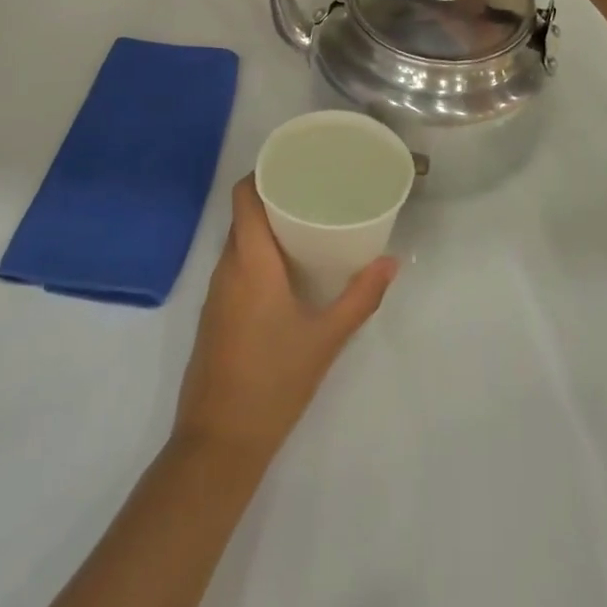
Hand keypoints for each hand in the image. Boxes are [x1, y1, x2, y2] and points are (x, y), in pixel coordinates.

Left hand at [173, 178, 396, 463]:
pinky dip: (257, 255)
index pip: (244, 196)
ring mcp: (215, 293)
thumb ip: (360, 297)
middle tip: (314, 192)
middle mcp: (226, 268)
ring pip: (238, 242)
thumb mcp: (326, 338)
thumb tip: (392, 263)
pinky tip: (286, 270)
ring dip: (266, 227)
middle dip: (274, 198)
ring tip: (306, 225)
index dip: (263, 172)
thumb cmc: (274, 381)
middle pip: (243, 215)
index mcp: (250, 261)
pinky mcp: (214, 315)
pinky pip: (234, 267)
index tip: (294, 164)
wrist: (219, 442)